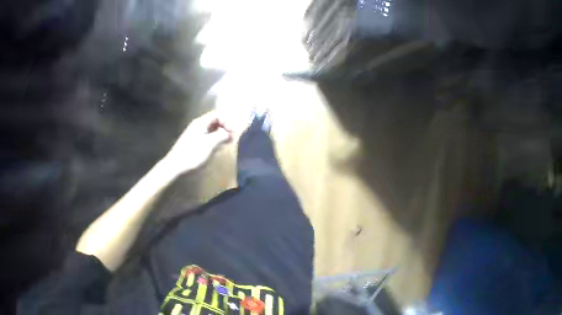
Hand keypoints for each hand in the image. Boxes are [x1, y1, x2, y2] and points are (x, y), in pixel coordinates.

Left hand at [162, 111, 231, 174]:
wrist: (175, 166)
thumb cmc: (192, 154)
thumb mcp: (209, 144)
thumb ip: (221, 135)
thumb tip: (230, 132)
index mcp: (201, 123)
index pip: (218, 114)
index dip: (228, 120)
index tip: (234, 131)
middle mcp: (199, 125)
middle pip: (215, 120)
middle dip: (226, 126)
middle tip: (234, 136)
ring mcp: (196, 134)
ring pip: (212, 129)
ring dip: (222, 133)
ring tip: (229, 141)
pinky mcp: (195, 142)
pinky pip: (209, 136)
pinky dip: (216, 139)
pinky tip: (220, 146)